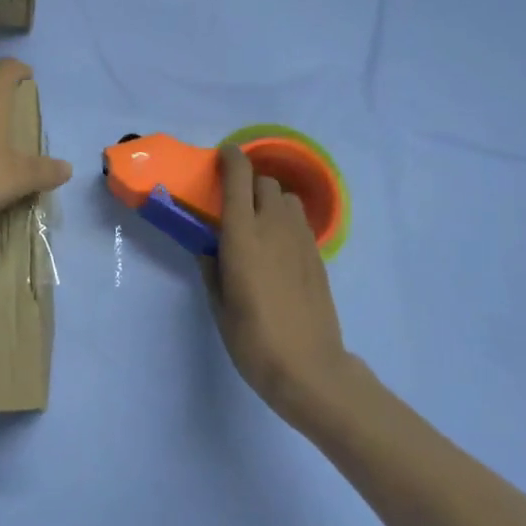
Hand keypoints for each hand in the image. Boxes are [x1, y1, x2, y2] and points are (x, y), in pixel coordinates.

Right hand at [202, 144, 360, 427]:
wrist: (309, 369)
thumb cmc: (252, 339)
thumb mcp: (218, 304)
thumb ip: (210, 266)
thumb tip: (207, 245)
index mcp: (243, 235)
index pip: (239, 178)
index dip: (231, 158)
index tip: (222, 156)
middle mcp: (274, 227)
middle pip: (266, 183)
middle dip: (249, 183)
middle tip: (233, 202)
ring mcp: (301, 241)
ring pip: (287, 200)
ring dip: (270, 201)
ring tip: (258, 224)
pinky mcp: (318, 257)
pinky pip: (300, 223)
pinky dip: (285, 222)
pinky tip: (277, 249)